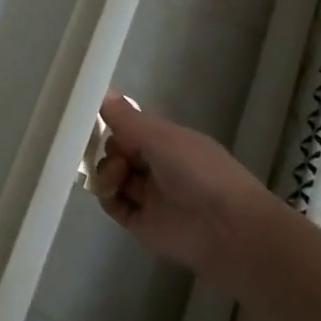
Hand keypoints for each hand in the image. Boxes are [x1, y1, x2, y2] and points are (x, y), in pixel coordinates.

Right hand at [93, 94, 286, 275]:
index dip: (113, 124)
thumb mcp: (162, 137)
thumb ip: (128, 118)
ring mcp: (148, 195)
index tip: (93, 120)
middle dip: (107, 149)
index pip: (130, 128)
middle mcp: (157, 166)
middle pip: (118, 152)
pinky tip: (109, 192)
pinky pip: (113, 204)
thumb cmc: (199, 173)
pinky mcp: (140, 222)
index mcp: (168, 142)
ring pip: (112, 177)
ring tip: (115, 177)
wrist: (228, 229)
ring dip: (105, 172)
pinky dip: (106, 196)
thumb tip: (101, 91)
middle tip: (112, 154)